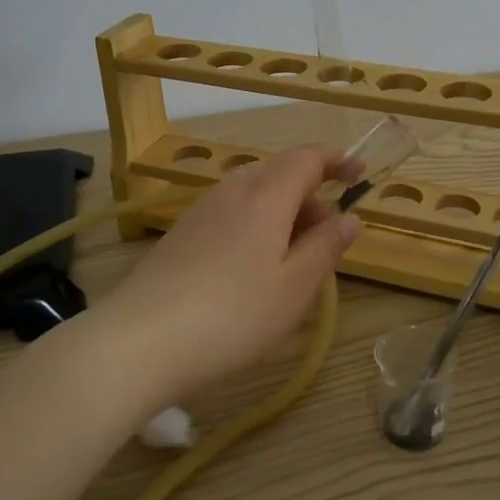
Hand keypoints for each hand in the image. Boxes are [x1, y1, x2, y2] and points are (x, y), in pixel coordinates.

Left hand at [91, 145, 360, 412]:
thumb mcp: (294, 288)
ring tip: (294, 257)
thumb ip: (325, 247)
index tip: (359, 172)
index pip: (306, 158)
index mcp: (265, 196)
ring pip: (253, 193)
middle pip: (279, 172)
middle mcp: (232, 191)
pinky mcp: (181, 234)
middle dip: (310, 193)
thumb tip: (348, 218)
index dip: (336, 160)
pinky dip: (255, 224)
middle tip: (328, 235)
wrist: (140, 341)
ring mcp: (201, 211)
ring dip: (282, 211)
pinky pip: (231, 212)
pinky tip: (253, 267)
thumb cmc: (233, 316)